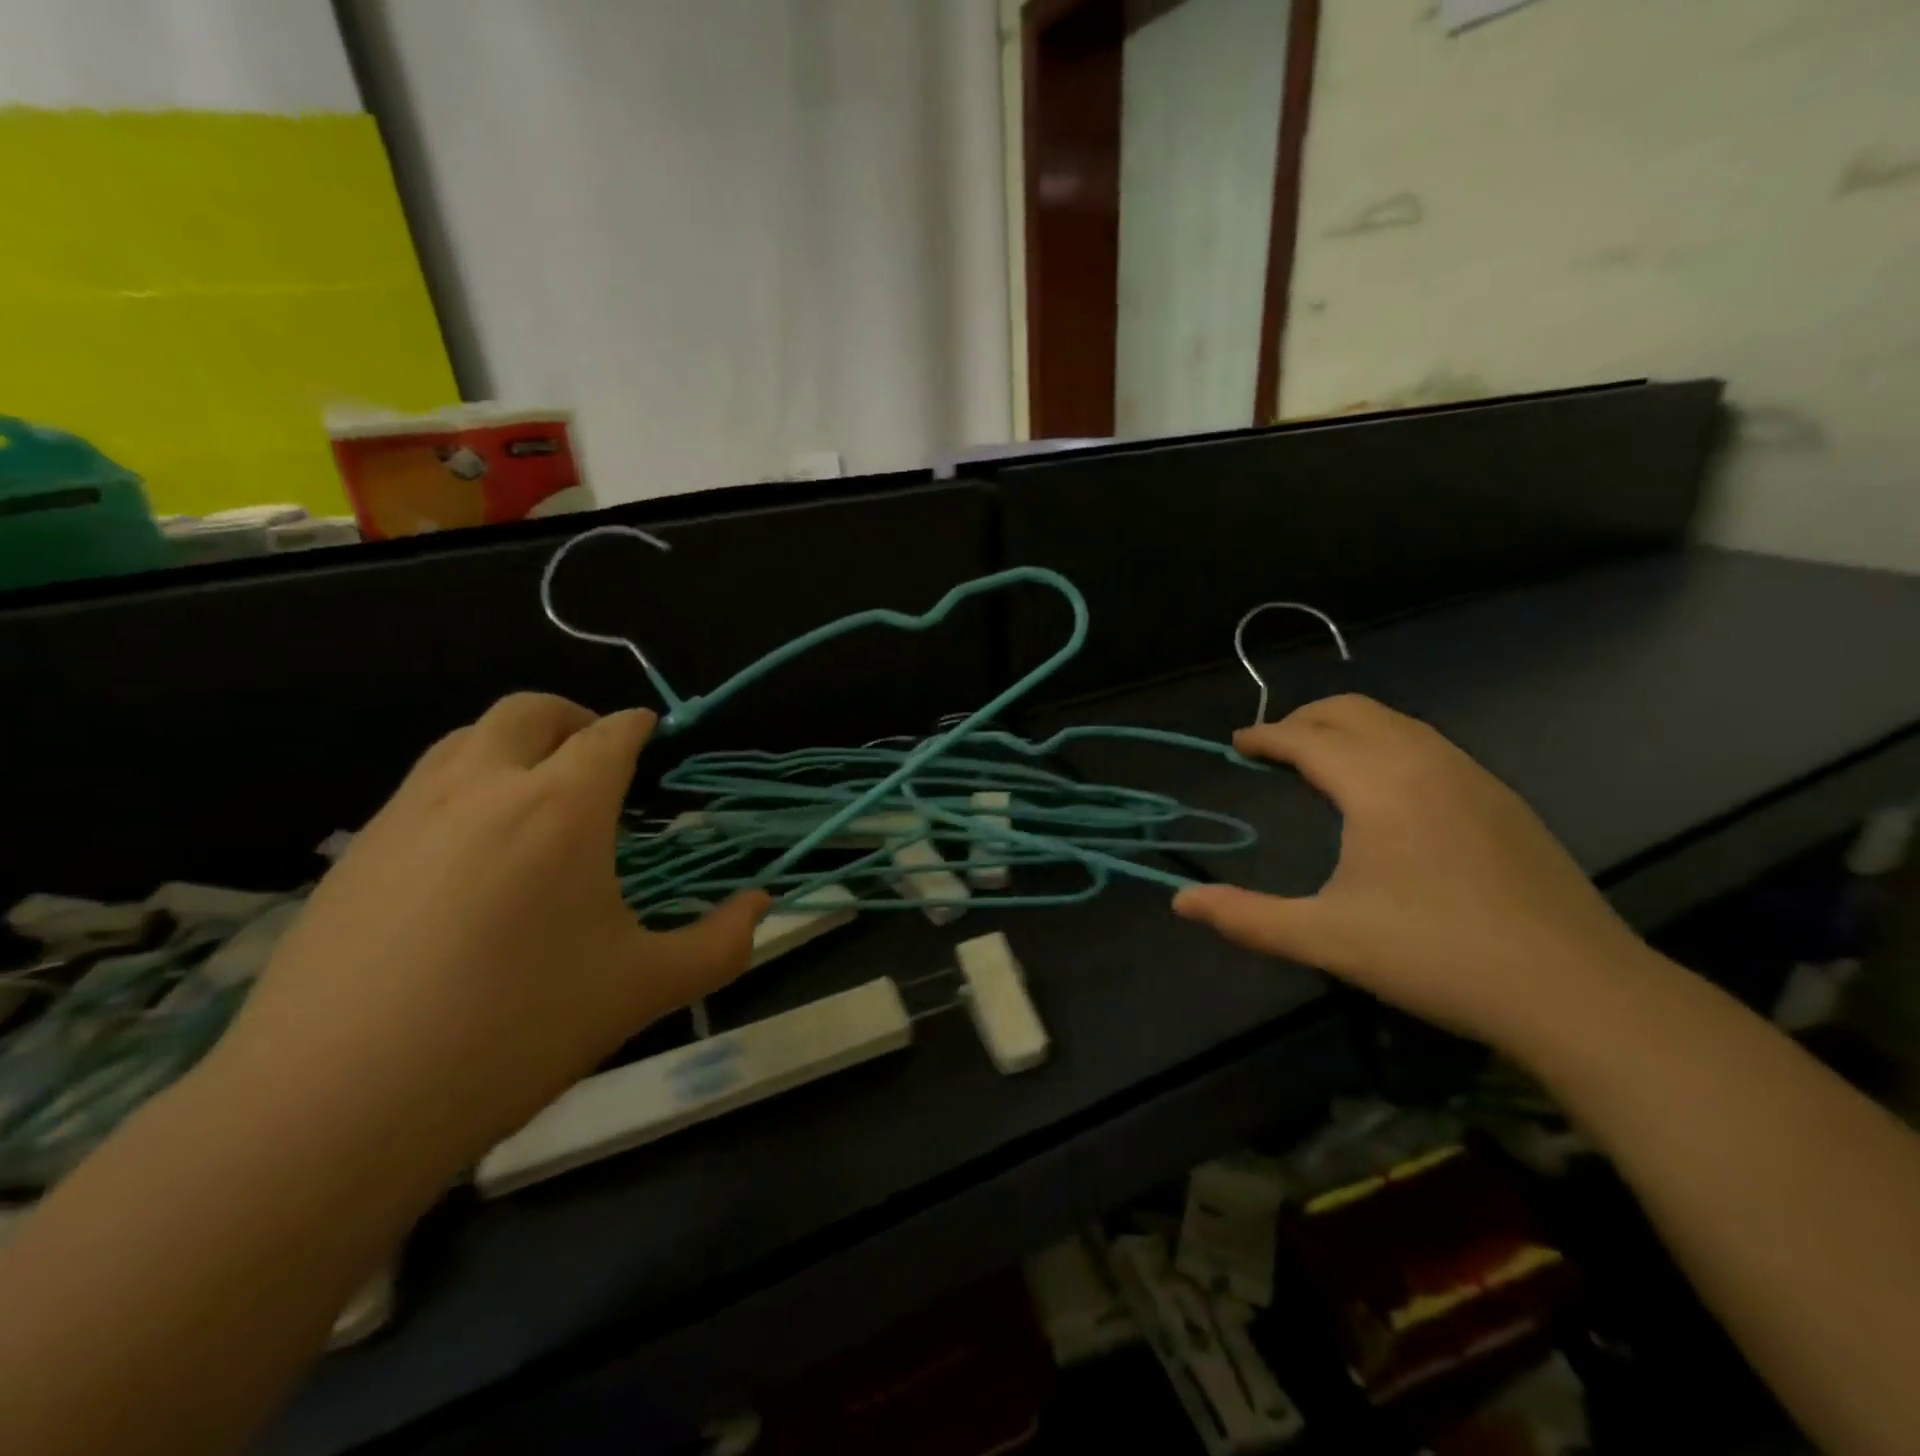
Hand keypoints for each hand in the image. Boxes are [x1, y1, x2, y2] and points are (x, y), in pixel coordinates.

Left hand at [215, 694, 765, 1183]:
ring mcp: (407, 815)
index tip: (652, 734)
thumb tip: (762, 904)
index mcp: (562, 806)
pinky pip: (420, 788)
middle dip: (573, 717)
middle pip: (529, 711)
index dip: (638, 726)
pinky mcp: (354, 855)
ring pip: (464, 739)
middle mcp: (482, 788)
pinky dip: (462, 787)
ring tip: (536, 796)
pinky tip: (470, 856)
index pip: (609, 735)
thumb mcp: (645, 988)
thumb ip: (721, 942)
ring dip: (511, 744)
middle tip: (597, 756)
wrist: (334, 1108)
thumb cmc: (518, 1030)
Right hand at [1174, 695, 1651, 1052]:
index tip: (1237, 745)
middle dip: (1304, 719)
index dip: (1265, 736)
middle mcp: (1425, 762)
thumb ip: (1246, 917)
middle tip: (1272, 748)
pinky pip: (1429, 745)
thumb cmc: (1436, 955)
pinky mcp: (1503, 799)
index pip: (1306, 737)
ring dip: (1349, 728)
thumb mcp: (1325, 939)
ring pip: (1397, 723)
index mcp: (1378, 784)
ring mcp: (1473, 776)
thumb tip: (1180, 903)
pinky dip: (1388, 745)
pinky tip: (1386, 790)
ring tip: (1321, 761)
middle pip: (1353, 710)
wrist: (1576, 991)